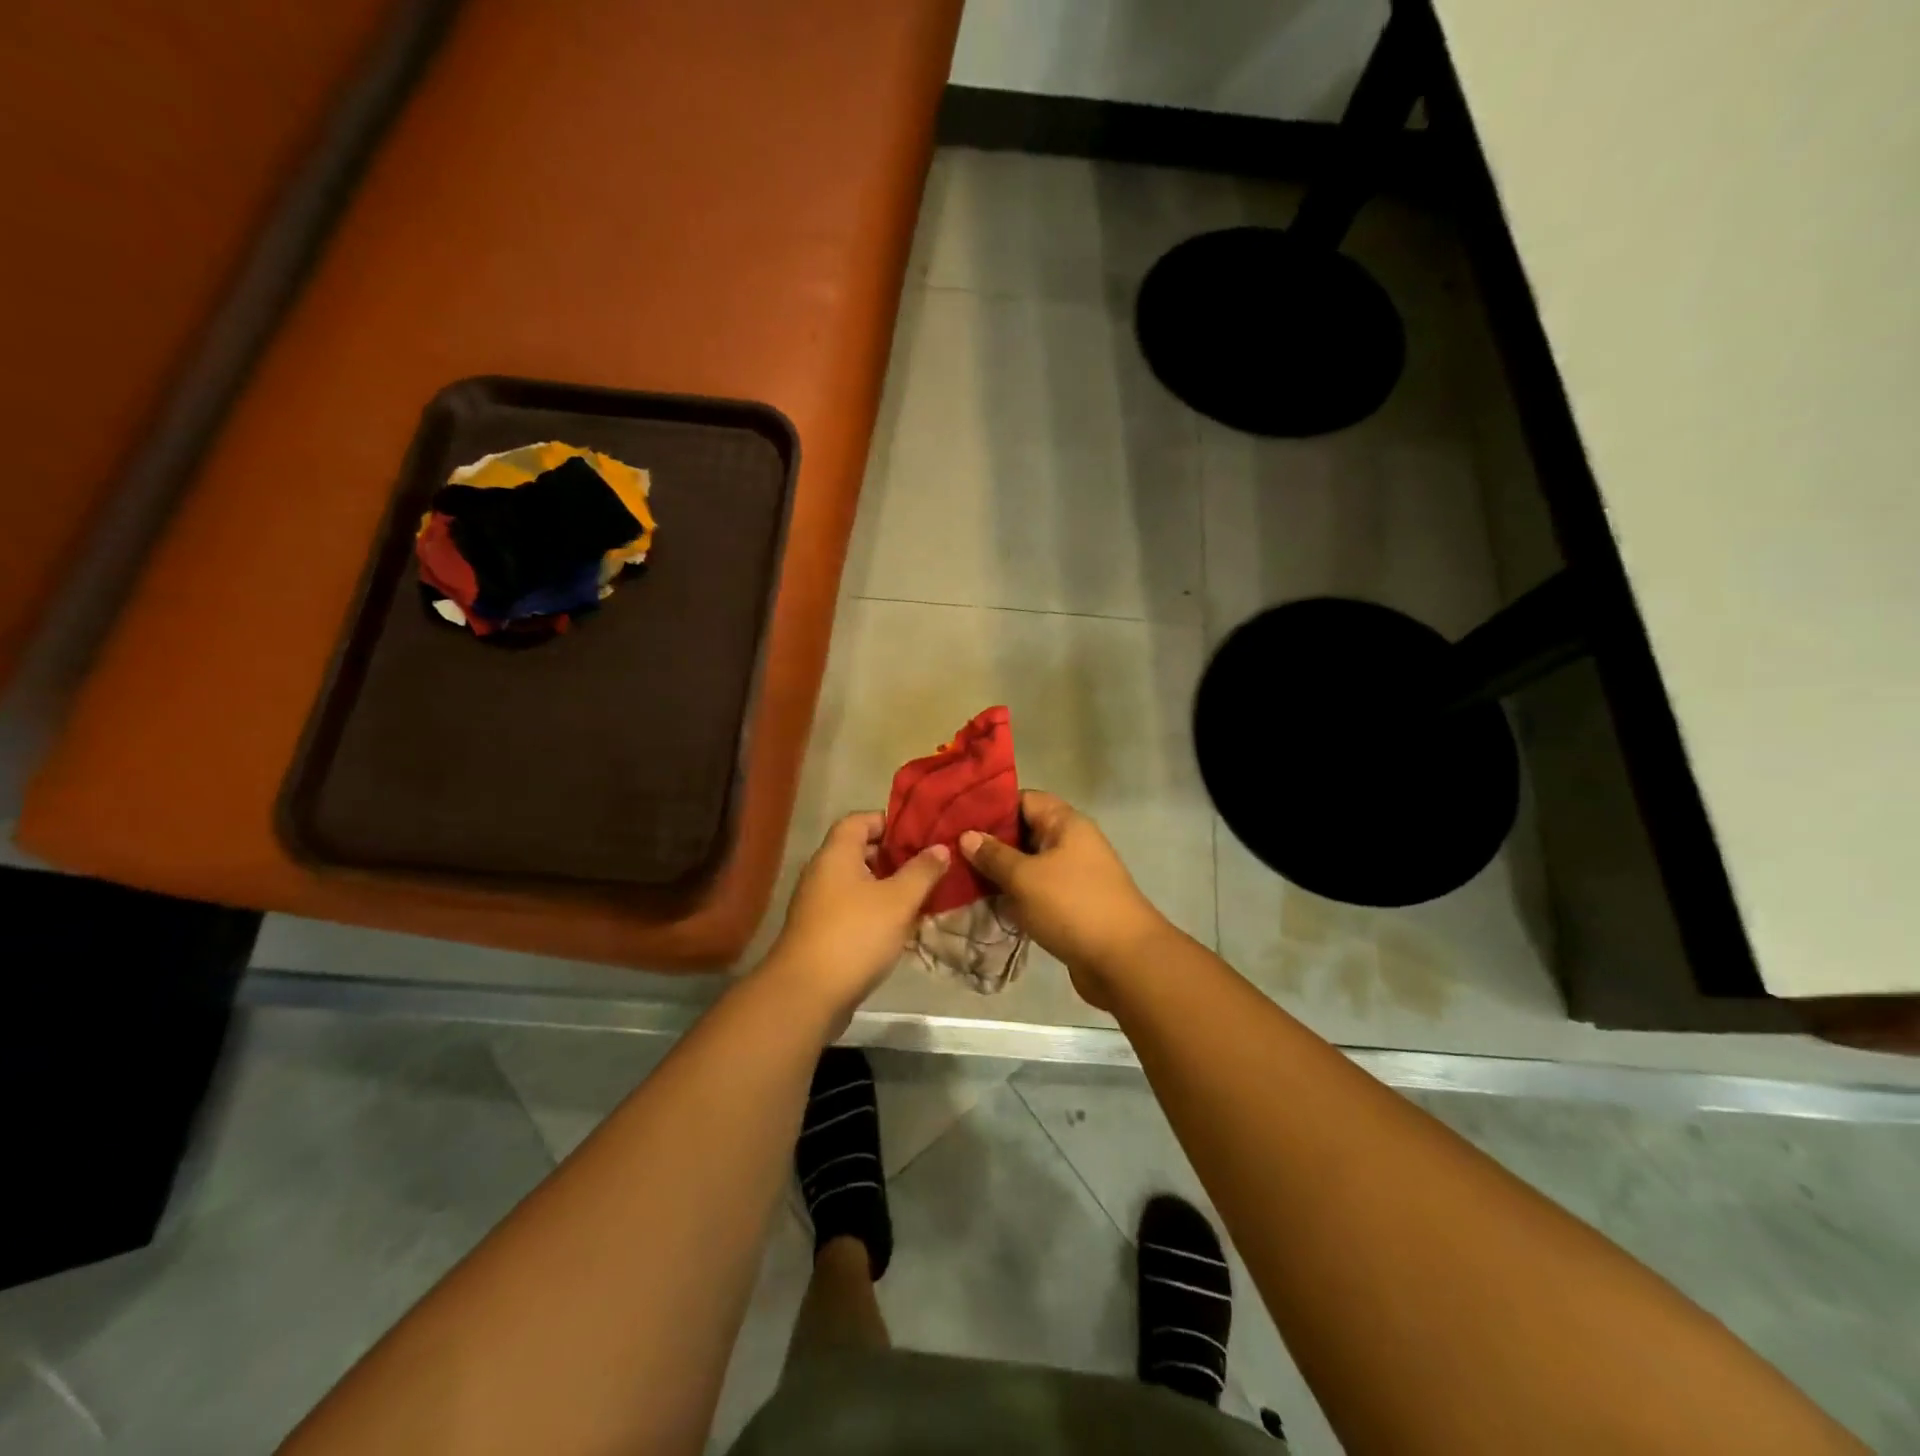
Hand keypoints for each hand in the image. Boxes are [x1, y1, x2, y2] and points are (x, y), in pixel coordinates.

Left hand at [765, 812, 949, 1022]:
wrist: (808, 994)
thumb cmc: (855, 935)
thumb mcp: (899, 900)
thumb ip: (922, 871)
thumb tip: (941, 847)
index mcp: (836, 854)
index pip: (860, 820)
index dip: (889, 822)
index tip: (920, 834)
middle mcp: (823, 873)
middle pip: (860, 852)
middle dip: (895, 857)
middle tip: (928, 865)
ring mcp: (818, 904)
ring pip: (859, 884)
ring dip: (889, 887)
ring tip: (923, 896)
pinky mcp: (821, 932)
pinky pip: (853, 910)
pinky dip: (876, 911)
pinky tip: (902, 927)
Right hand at [959, 791, 1170, 1009]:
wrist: (1123, 962)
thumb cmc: (1072, 906)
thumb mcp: (1025, 877)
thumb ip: (994, 855)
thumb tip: (967, 835)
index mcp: (1066, 824)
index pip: (1024, 799)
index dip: (991, 806)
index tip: (956, 817)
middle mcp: (1072, 843)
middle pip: (1025, 832)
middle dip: (990, 842)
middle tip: (950, 851)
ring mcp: (1074, 876)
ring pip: (1028, 865)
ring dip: (1000, 873)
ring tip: (959, 878)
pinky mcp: (1071, 906)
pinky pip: (1036, 892)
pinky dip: (1014, 896)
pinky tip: (985, 904)